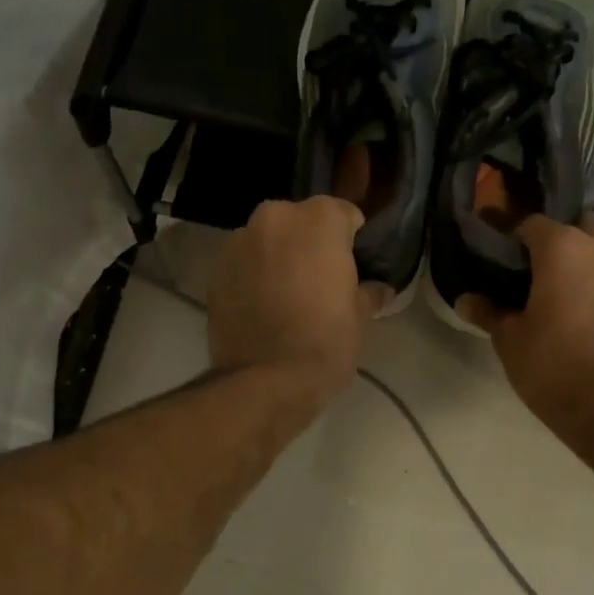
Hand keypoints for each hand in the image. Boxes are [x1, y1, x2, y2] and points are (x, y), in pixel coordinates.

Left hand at [207, 197, 386, 401]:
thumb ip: (367, 294)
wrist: (265, 380)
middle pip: (300, 222)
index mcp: (318, 220)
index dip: (351, 239)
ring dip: (278, 258)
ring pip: (267, 241)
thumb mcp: (358, 318)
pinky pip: (244, 265)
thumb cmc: (324, 343)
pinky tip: (263, 307)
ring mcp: (238, 242)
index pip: (343, 214)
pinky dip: (253, 276)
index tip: (353, 264)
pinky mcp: (215, 271)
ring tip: (288, 295)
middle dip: (310, 243)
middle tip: (320, 279)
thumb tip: (378, 290)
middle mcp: (275, 219)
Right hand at [457, 212, 593, 442]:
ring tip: (566, 287)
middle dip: (558, 238)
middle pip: (577, 226)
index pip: (531, 223)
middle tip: (535, 268)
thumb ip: (489, 312)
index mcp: (563, 248)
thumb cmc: (553, 367)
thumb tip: (465, 300)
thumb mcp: (510, 341)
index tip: (496, 243)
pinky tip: (592, 308)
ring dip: (587, 257)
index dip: (510, 231)